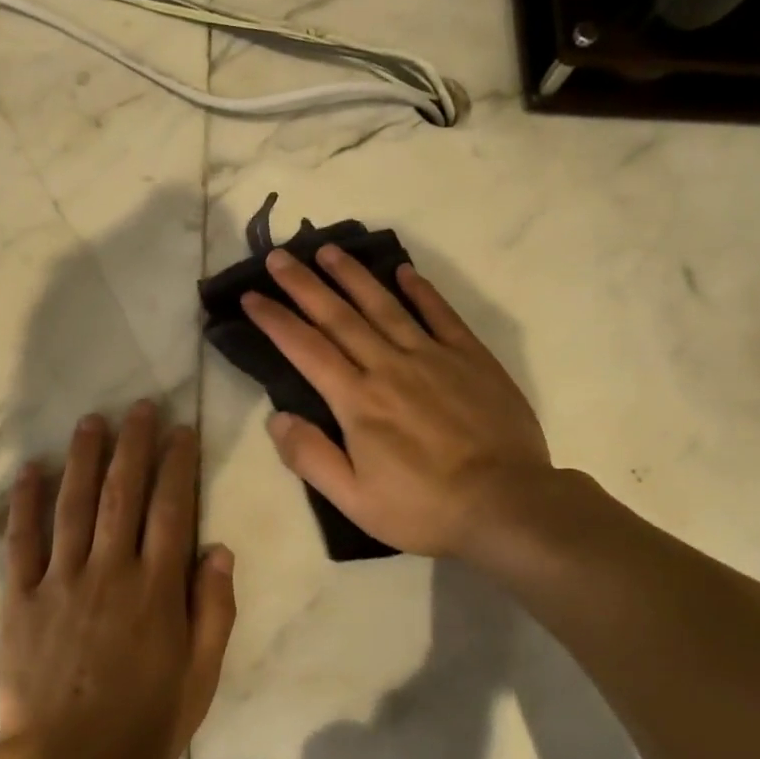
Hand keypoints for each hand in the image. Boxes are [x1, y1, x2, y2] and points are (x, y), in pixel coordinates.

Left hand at [0, 402, 237, 758]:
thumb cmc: (142, 725)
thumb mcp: (201, 678)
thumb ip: (214, 610)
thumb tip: (219, 549)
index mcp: (156, 589)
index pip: (172, 510)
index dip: (178, 465)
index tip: (182, 430)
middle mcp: (110, 571)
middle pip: (123, 493)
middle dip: (134, 445)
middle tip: (139, 407)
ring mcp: (61, 581)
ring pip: (74, 505)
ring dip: (83, 458)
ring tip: (91, 421)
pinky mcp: (20, 598)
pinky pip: (22, 541)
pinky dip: (25, 502)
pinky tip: (29, 469)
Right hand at [241, 246, 555, 566]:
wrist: (508, 505)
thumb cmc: (425, 508)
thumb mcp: (355, 500)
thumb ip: (311, 457)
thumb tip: (276, 418)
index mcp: (357, 401)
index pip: (306, 349)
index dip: (275, 320)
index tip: (251, 296)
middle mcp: (389, 367)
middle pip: (338, 316)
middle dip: (304, 284)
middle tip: (278, 256)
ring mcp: (433, 357)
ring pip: (384, 305)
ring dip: (353, 275)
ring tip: (328, 250)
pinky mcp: (471, 358)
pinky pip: (440, 314)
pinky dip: (421, 290)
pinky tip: (404, 270)